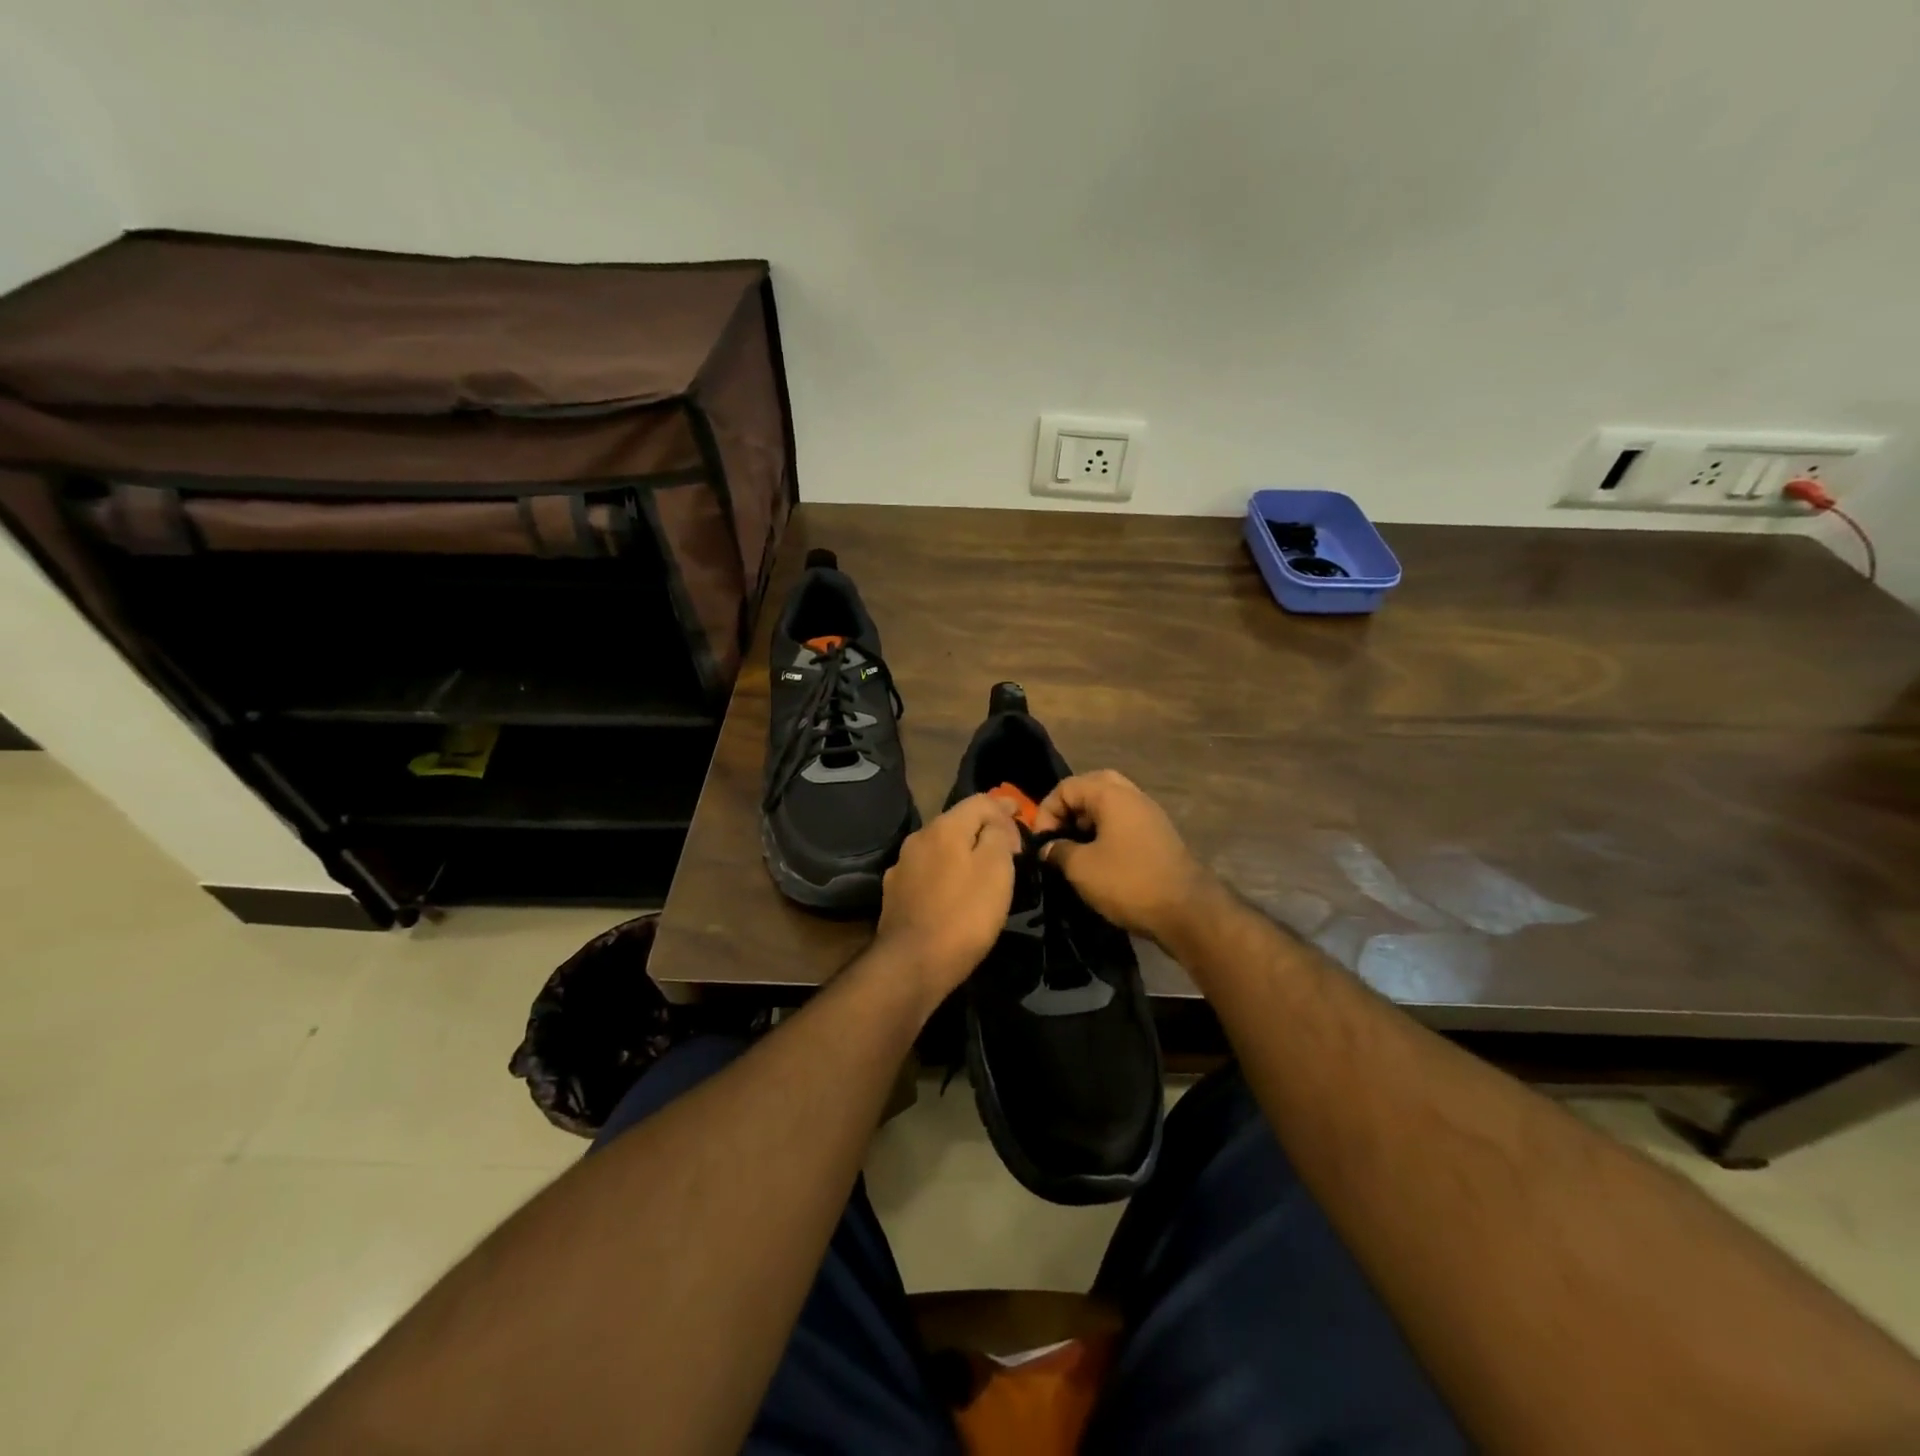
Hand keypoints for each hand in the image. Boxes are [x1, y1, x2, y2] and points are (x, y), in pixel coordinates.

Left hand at [871, 794, 1021, 1009]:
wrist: (912, 964)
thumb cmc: (964, 915)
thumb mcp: (996, 870)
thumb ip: (998, 836)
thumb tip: (995, 824)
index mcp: (944, 827)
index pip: (979, 800)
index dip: (1004, 807)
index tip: (1022, 817)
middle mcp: (918, 838)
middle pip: (957, 821)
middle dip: (984, 828)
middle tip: (1009, 844)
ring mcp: (902, 866)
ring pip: (941, 847)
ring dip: (963, 851)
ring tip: (983, 867)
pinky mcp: (895, 894)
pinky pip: (928, 871)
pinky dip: (947, 872)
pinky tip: (955, 890)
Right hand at [1033, 770, 1213, 946]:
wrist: (1187, 911)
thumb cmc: (1128, 882)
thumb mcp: (1081, 868)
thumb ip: (1058, 851)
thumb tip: (1048, 848)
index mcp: (1111, 795)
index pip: (1066, 787)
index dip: (1046, 811)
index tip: (1042, 842)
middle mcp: (1133, 796)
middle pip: (1091, 787)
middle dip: (1069, 809)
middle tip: (1059, 834)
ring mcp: (1149, 815)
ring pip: (1110, 804)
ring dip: (1088, 820)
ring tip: (1075, 848)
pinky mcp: (1158, 835)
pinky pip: (1124, 821)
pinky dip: (1106, 831)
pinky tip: (1099, 859)